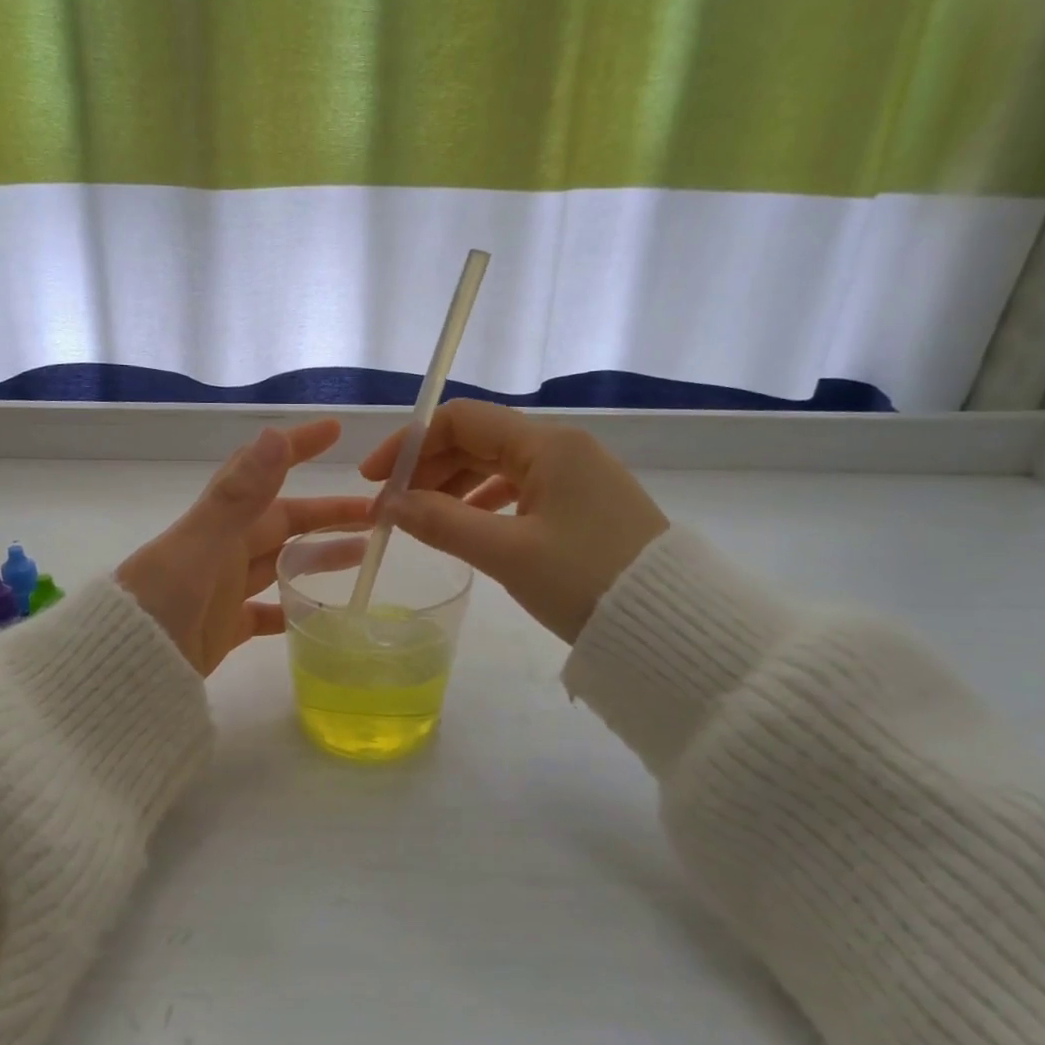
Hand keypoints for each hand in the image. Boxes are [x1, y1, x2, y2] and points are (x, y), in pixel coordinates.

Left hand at [118, 420, 369, 675]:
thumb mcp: (200, 547)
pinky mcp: (225, 628)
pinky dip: (294, 610)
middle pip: (283, 522)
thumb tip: (274, 436)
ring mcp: (225, 590)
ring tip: (363, 554)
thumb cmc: (158, 604)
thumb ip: (239, 497)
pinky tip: (323, 613)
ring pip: (281, 563)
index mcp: (218, 524)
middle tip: (374, 513)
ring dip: (319, 556)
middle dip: (326, 513)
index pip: (263, 472)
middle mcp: (223, 551)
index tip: (334, 431)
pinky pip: (268, 613)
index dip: (296, 448)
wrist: (120, 671)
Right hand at [359, 399, 668, 643]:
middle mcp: (562, 447)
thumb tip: (390, 504)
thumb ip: (441, 523)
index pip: (461, 420)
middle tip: (392, 508)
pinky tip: (465, 526)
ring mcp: (575, 475)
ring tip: (420, 520)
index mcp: (547, 445)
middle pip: (478, 440)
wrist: (669, 624)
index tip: (375, 480)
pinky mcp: (582, 503)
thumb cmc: (585, 580)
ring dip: (452, 487)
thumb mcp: (507, 553)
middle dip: (428, 468)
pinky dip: (483, 503)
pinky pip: (519, 489)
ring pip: (497, 465)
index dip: (410, 443)